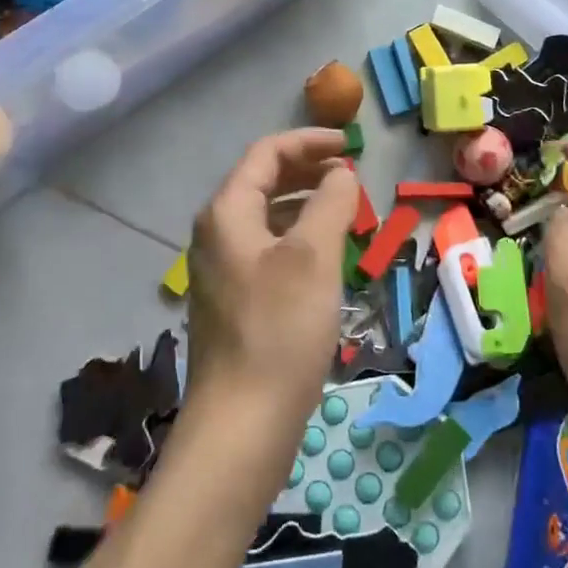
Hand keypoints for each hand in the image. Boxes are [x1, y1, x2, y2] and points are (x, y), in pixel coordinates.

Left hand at [185, 129, 356, 473]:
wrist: (242, 426)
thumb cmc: (279, 330)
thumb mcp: (313, 256)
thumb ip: (330, 202)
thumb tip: (340, 174)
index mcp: (227, 213)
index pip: (267, 153)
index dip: (309, 141)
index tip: (350, 146)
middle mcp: (217, 234)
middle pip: (264, 181)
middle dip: (309, 170)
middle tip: (350, 175)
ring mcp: (223, 270)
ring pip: (268, 217)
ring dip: (306, 204)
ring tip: (346, 212)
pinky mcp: (235, 302)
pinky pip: (269, 249)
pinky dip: (298, 238)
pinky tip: (326, 258)